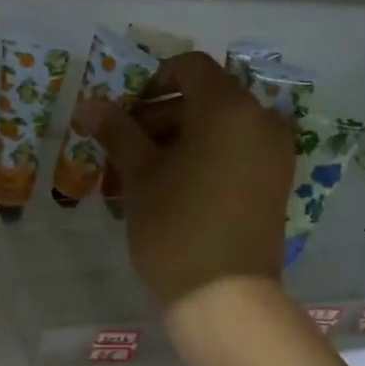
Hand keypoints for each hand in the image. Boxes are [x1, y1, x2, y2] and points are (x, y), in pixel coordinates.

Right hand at [81, 52, 294, 317]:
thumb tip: (88, 105)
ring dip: (181, 136)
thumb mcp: (140, 173)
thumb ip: (117, 130)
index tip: (126, 115)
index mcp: (229, 108)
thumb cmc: (175, 225)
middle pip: (206, 97)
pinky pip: (237, 150)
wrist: (224, 297)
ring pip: (221, 126)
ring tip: (145, 172)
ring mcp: (274, 153)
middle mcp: (261, 120)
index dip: (152, 81)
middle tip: (127, 147)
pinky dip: (206, 155)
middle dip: (162, 113)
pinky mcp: (276, 181)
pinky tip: (176, 186)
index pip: (190, 68)